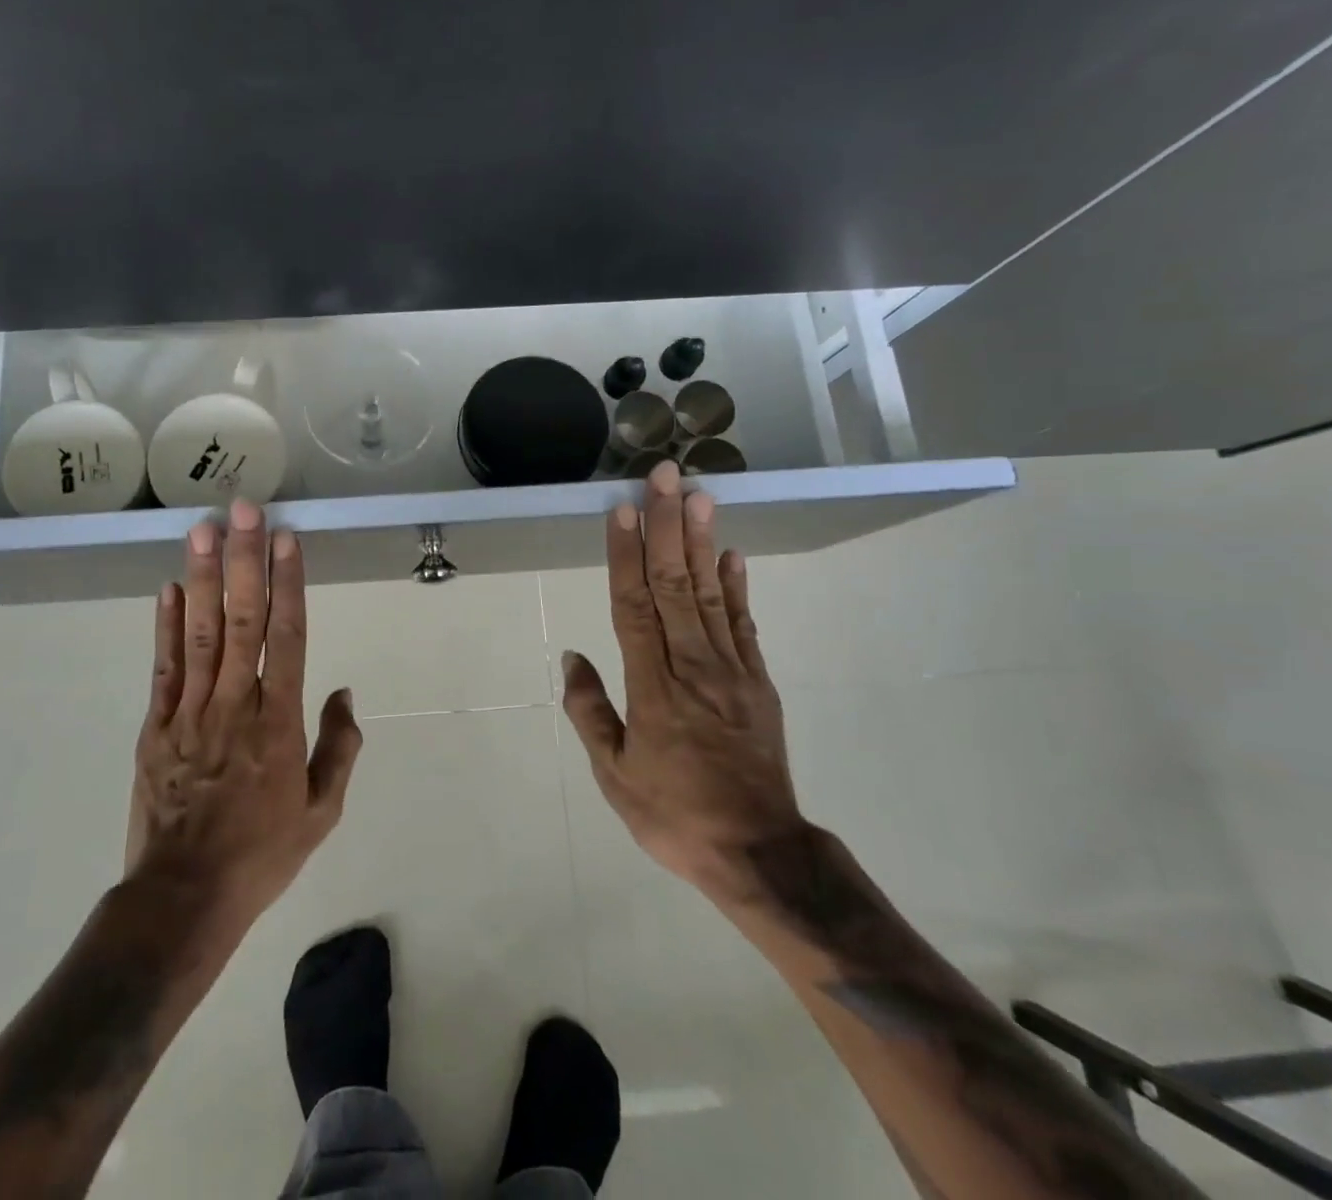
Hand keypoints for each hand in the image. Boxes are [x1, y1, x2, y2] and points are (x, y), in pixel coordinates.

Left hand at [125, 499, 361, 932]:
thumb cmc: (262, 853)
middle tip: (244, 510)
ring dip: (203, 578)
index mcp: (279, 722)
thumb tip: (344, 694)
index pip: (288, 637)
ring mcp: (189, 713)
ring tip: (203, 530)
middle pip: (242, 620)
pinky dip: (165, 626)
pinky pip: (163, 668)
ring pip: (199, 633)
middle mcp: (235, 704)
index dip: (288, 584)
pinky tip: (168, 588)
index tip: (287, 540)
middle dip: (244, 560)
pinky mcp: (155, 727)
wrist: (184, 898)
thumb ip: (339, 748)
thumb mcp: (322, 811)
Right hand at [560, 462, 805, 906]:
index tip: (621, 511)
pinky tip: (732, 554)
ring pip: (712, 595)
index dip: (625, 556)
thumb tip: (573, 657)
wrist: (759, 853)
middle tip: (665, 477)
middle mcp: (693, 668)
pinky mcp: (759, 683)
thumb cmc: (674, 815)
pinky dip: (739, 587)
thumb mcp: (614, 776)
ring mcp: (732, 673)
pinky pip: (745, 625)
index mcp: (653, 689)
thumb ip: (590, 712)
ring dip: (702, 542)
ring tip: (699, 496)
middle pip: (676, 585)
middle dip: (667, 527)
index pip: (633, 607)